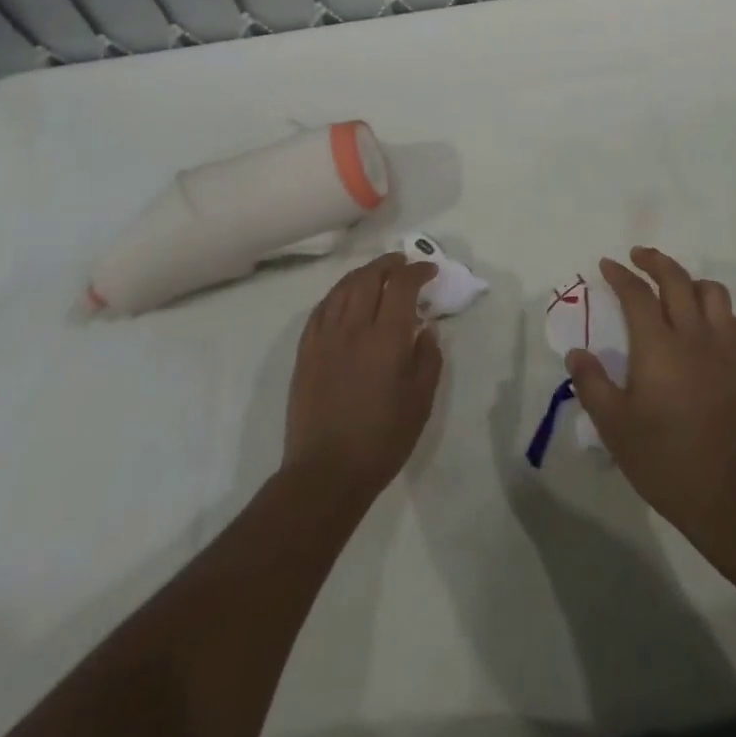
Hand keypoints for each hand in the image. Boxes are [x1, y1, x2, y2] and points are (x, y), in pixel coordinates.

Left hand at [284, 253, 441, 502]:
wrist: (326, 473)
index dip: (418, 271)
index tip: (430, 271)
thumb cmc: (382, 439)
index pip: (402, 286)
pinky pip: (321, 309)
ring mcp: (325, 338)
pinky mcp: (305, 352)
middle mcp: (354, 328)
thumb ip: (428, 358)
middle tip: (403, 263)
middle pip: (369, 277)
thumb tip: (427, 328)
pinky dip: (337, 294)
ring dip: (363, 273)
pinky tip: (344, 298)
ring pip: (343, 288)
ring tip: (377, 273)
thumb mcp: (420, 401)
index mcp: (386, 339)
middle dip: (389, 264)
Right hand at [563, 247, 735, 534]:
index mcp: (658, 346)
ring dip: (690, 281)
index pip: (637, 294)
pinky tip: (708, 324)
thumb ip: (591, 383)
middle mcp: (693, 335)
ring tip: (675, 288)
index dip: (620, 275)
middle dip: (655, 261)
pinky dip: (720, 312)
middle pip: (677, 279)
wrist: (723, 493)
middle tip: (638, 257)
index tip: (607, 265)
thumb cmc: (661, 459)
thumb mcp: (613, 425)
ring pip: (712, 292)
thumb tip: (576, 352)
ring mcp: (725, 348)